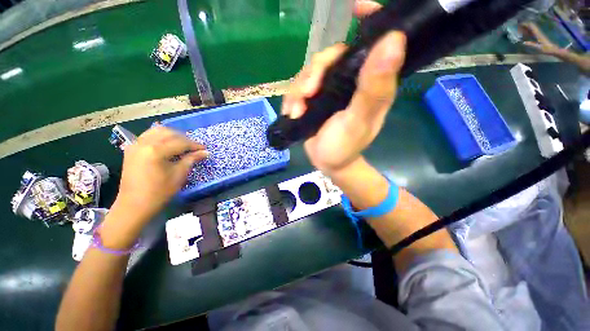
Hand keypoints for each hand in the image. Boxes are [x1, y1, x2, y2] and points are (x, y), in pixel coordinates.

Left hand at [113, 126, 208, 224]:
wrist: (134, 205)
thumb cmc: (159, 192)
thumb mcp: (179, 175)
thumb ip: (191, 160)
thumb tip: (205, 152)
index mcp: (156, 151)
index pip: (180, 142)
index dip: (194, 145)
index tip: (204, 149)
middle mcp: (144, 143)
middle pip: (168, 133)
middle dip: (184, 138)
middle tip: (194, 147)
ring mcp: (135, 145)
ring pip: (157, 131)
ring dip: (172, 135)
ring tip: (182, 143)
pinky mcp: (131, 149)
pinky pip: (147, 135)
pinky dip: (160, 136)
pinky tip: (166, 143)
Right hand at [282, 0, 405, 174]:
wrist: (329, 163)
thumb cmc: (346, 146)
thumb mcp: (358, 119)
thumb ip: (373, 87)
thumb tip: (393, 40)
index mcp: (369, 82)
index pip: (373, 42)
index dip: (369, 20)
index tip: (355, 8)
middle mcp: (349, 81)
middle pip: (329, 57)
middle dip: (314, 72)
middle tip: (308, 94)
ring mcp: (329, 90)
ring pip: (309, 72)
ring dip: (299, 90)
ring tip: (298, 110)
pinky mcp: (314, 99)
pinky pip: (298, 88)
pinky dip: (293, 99)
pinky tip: (294, 112)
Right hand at [520, 22, 560, 55]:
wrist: (553, 49)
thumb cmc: (546, 49)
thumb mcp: (538, 47)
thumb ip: (531, 44)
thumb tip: (523, 42)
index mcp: (537, 34)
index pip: (531, 26)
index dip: (525, 24)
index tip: (519, 25)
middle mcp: (538, 32)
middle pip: (531, 25)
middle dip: (525, 25)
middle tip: (518, 27)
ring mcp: (539, 33)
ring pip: (532, 27)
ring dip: (526, 27)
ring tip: (520, 30)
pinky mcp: (539, 35)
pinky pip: (533, 31)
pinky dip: (528, 31)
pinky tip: (525, 33)